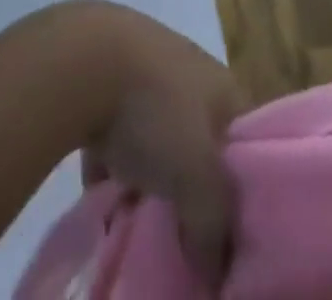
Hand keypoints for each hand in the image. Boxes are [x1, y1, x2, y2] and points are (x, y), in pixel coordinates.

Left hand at [73, 4, 244, 286]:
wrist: (83, 58)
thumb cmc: (154, 110)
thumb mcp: (197, 175)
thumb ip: (214, 225)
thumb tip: (216, 273)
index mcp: (222, 85)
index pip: (247, 141)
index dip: (244, 186)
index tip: (233, 233)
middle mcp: (190, 72)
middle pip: (201, 140)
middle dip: (193, 185)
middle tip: (187, 236)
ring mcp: (145, 71)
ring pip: (157, 136)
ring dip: (150, 175)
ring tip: (143, 221)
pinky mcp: (104, 81)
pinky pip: (115, 134)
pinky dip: (110, 164)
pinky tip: (102, 199)